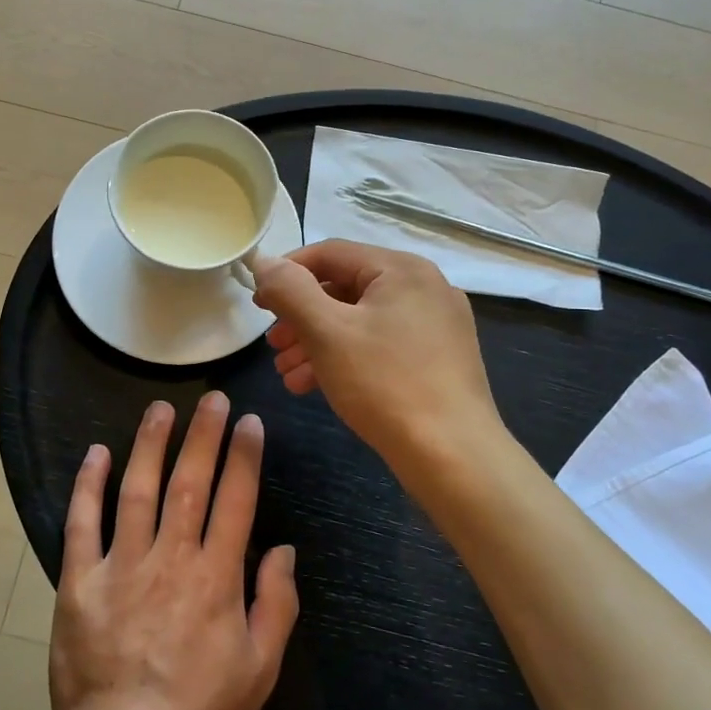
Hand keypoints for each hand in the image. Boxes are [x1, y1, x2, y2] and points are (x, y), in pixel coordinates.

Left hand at [50, 393, 298, 709]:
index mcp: (217, 577)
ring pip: (138, 489)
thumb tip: (284, 550)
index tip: (249, 422)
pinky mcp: (80, 581)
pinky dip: (89, 485)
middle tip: (213, 398)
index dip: (245, 456)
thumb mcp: (259, 670)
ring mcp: (122, 565)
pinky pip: (83, 523)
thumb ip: (276, 605)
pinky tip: (97, 453)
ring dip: (151, 444)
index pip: (236, 500)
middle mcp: (171, 558)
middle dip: (204, 435)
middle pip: (190, 482)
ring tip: (161, 408)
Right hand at [252, 241, 504, 477]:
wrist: (452, 456)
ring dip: (318, 342)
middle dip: (301, 317)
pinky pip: (381, 344)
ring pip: (361, 321)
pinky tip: (315, 386)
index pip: (330, 254)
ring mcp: (436, 324)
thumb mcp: (327, 332)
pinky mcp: (438, 358)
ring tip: (286, 372)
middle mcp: (424, 287)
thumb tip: (264, 261)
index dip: (287, 274)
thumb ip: (291, 290)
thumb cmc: (385, 384)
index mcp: (402, 269)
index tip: (257, 303)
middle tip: (272, 345)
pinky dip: (346, 357)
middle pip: (346, 288)